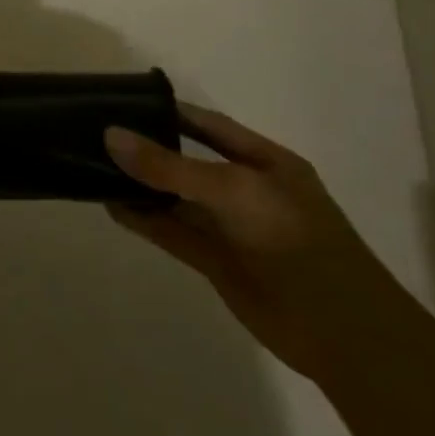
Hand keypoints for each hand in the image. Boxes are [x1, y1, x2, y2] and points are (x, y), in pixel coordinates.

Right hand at [103, 104, 404, 383]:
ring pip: (176, 198)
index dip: (169, 112)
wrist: (341, 332)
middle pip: (187, 160)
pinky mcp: (216, 262)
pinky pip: (173, 232)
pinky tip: (112, 207)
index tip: (123, 103)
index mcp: (264, 162)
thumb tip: (112, 136)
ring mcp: (230, 228)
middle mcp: (246, 189)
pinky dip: (144, 220)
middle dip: (147, 148)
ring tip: (93, 168)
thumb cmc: (294, 241)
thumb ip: (170, 166)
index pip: (208, 125)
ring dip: (140, 186)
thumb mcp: (232, 190)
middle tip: (96, 134)